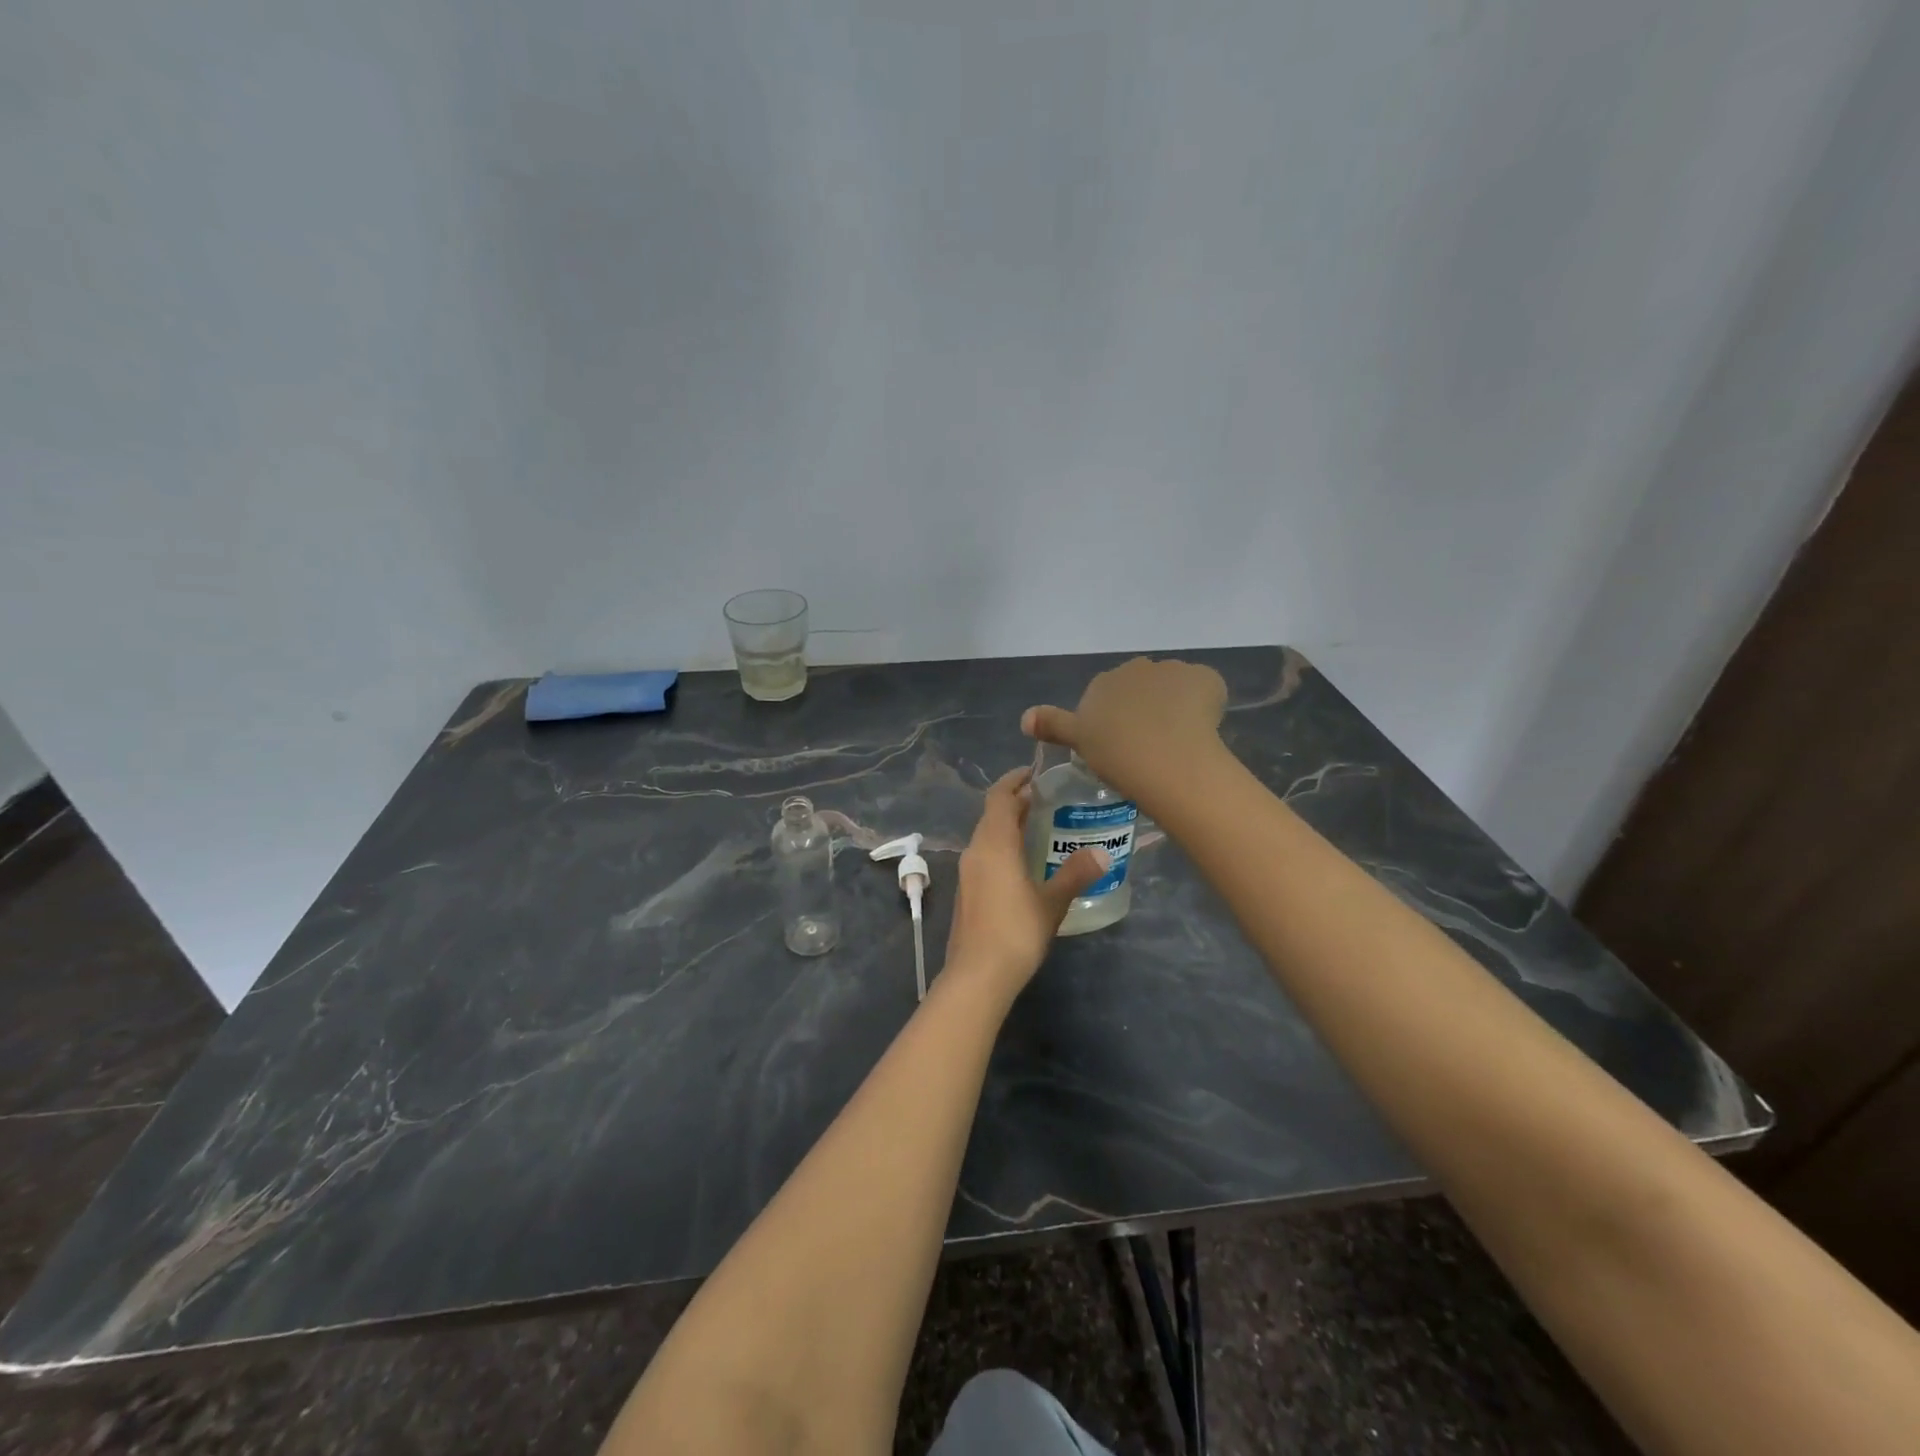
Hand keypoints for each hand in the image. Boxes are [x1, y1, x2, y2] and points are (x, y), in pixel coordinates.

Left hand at [943, 767, 1108, 995]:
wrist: (977, 975)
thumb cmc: (1016, 931)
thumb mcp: (1052, 902)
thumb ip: (1075, 874)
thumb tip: (1102, 854)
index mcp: (994, 843)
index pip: (1000, 797)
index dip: (1015, 780)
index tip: (1036, 773)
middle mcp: (975, 850)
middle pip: (992, 814)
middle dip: (1016, 802)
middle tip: (1046, 800)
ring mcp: (967, 872)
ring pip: (987, 836)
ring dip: (1009, 826)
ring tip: (1039, 827)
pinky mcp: (966, 891)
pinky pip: (984, 855)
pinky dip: (1002, 847)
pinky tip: (1023, 863)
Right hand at [1021, 657, 1228, 806]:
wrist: (1167, 759)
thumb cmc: (1116, 754)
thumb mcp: (1078, 742)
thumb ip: (1052, 725)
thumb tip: (1024, 718)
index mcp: (1104, 682)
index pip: (1109, 693)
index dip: (1116, 717)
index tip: (1122, 742)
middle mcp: (1136, 667)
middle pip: (1142, 685)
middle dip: (1145, 705)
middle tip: (1148, 742)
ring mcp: (1173, 670)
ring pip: (1174, 686)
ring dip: (1175, 704)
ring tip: (1178, 740)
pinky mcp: (1206, 678)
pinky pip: (1204, 690)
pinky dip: (1205, 705)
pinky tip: (1201, 731)